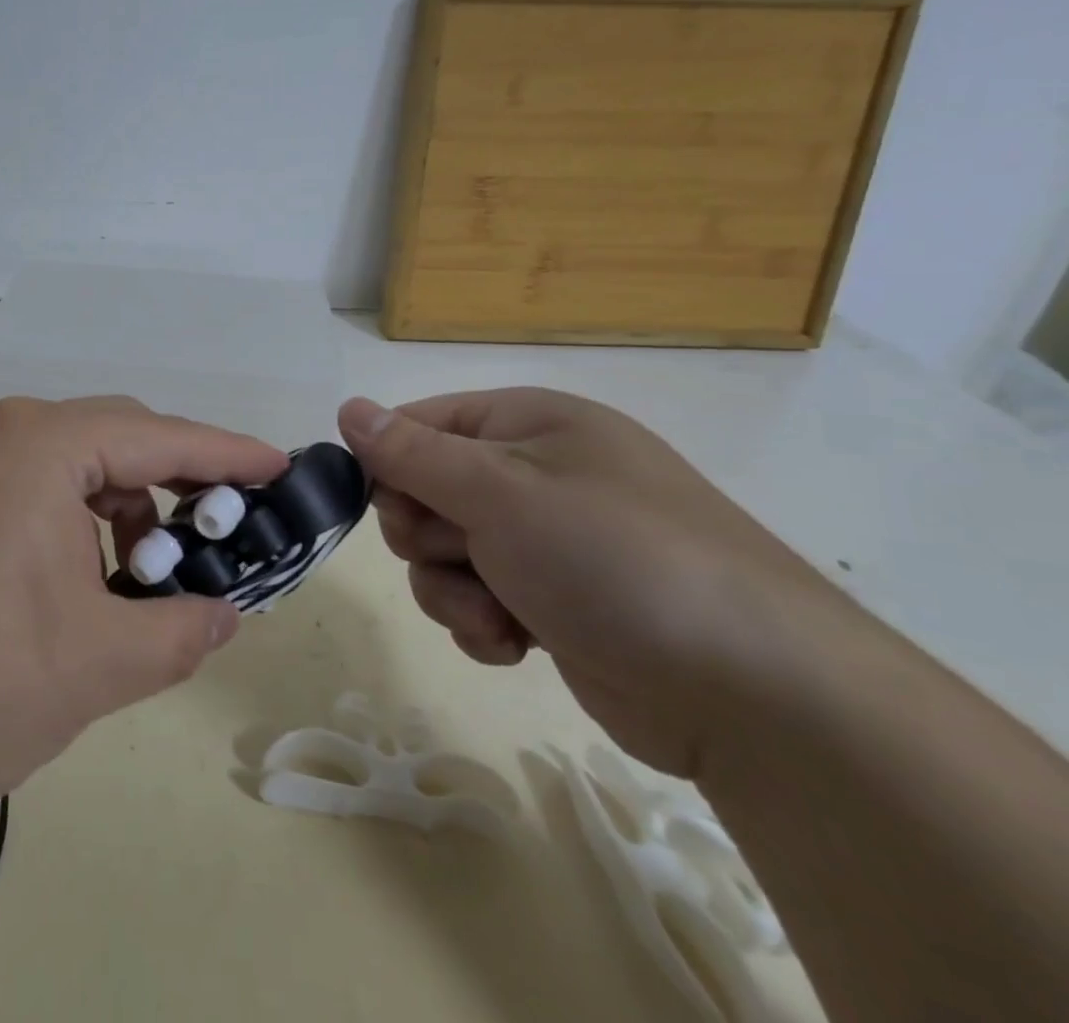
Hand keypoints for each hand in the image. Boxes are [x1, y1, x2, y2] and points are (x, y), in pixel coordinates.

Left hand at [0, 396, 288, 843]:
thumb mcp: (99, 663)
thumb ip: (182, 628)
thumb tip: (227, 612)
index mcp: (43, 446)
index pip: (161, 436)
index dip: (229, 455)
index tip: (282, 467)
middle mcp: (4, 435)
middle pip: (119, 441)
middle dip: (177, 487)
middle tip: (221, 540)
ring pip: (77, 468)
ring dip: (126, 513)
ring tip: (148, 581)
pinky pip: (37, 491)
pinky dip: (79, 525)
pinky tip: (90, 584)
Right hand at [337, 388, 844, 776]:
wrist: (758, 698)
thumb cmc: (614, 560)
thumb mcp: (500, 494)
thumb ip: (412, 454)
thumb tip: (347, 409)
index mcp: (529, 423)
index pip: (419, 424)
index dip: (390, 464)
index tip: (393, 508)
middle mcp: (536, 473)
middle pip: (425, 491)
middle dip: (427, 535)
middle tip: (460, 555)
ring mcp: (548, 540)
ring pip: (445, 553)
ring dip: (453, 588)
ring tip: (498, 612)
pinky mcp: (556, 602)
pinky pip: (479, 597)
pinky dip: (484, 621)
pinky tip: (515, 643)